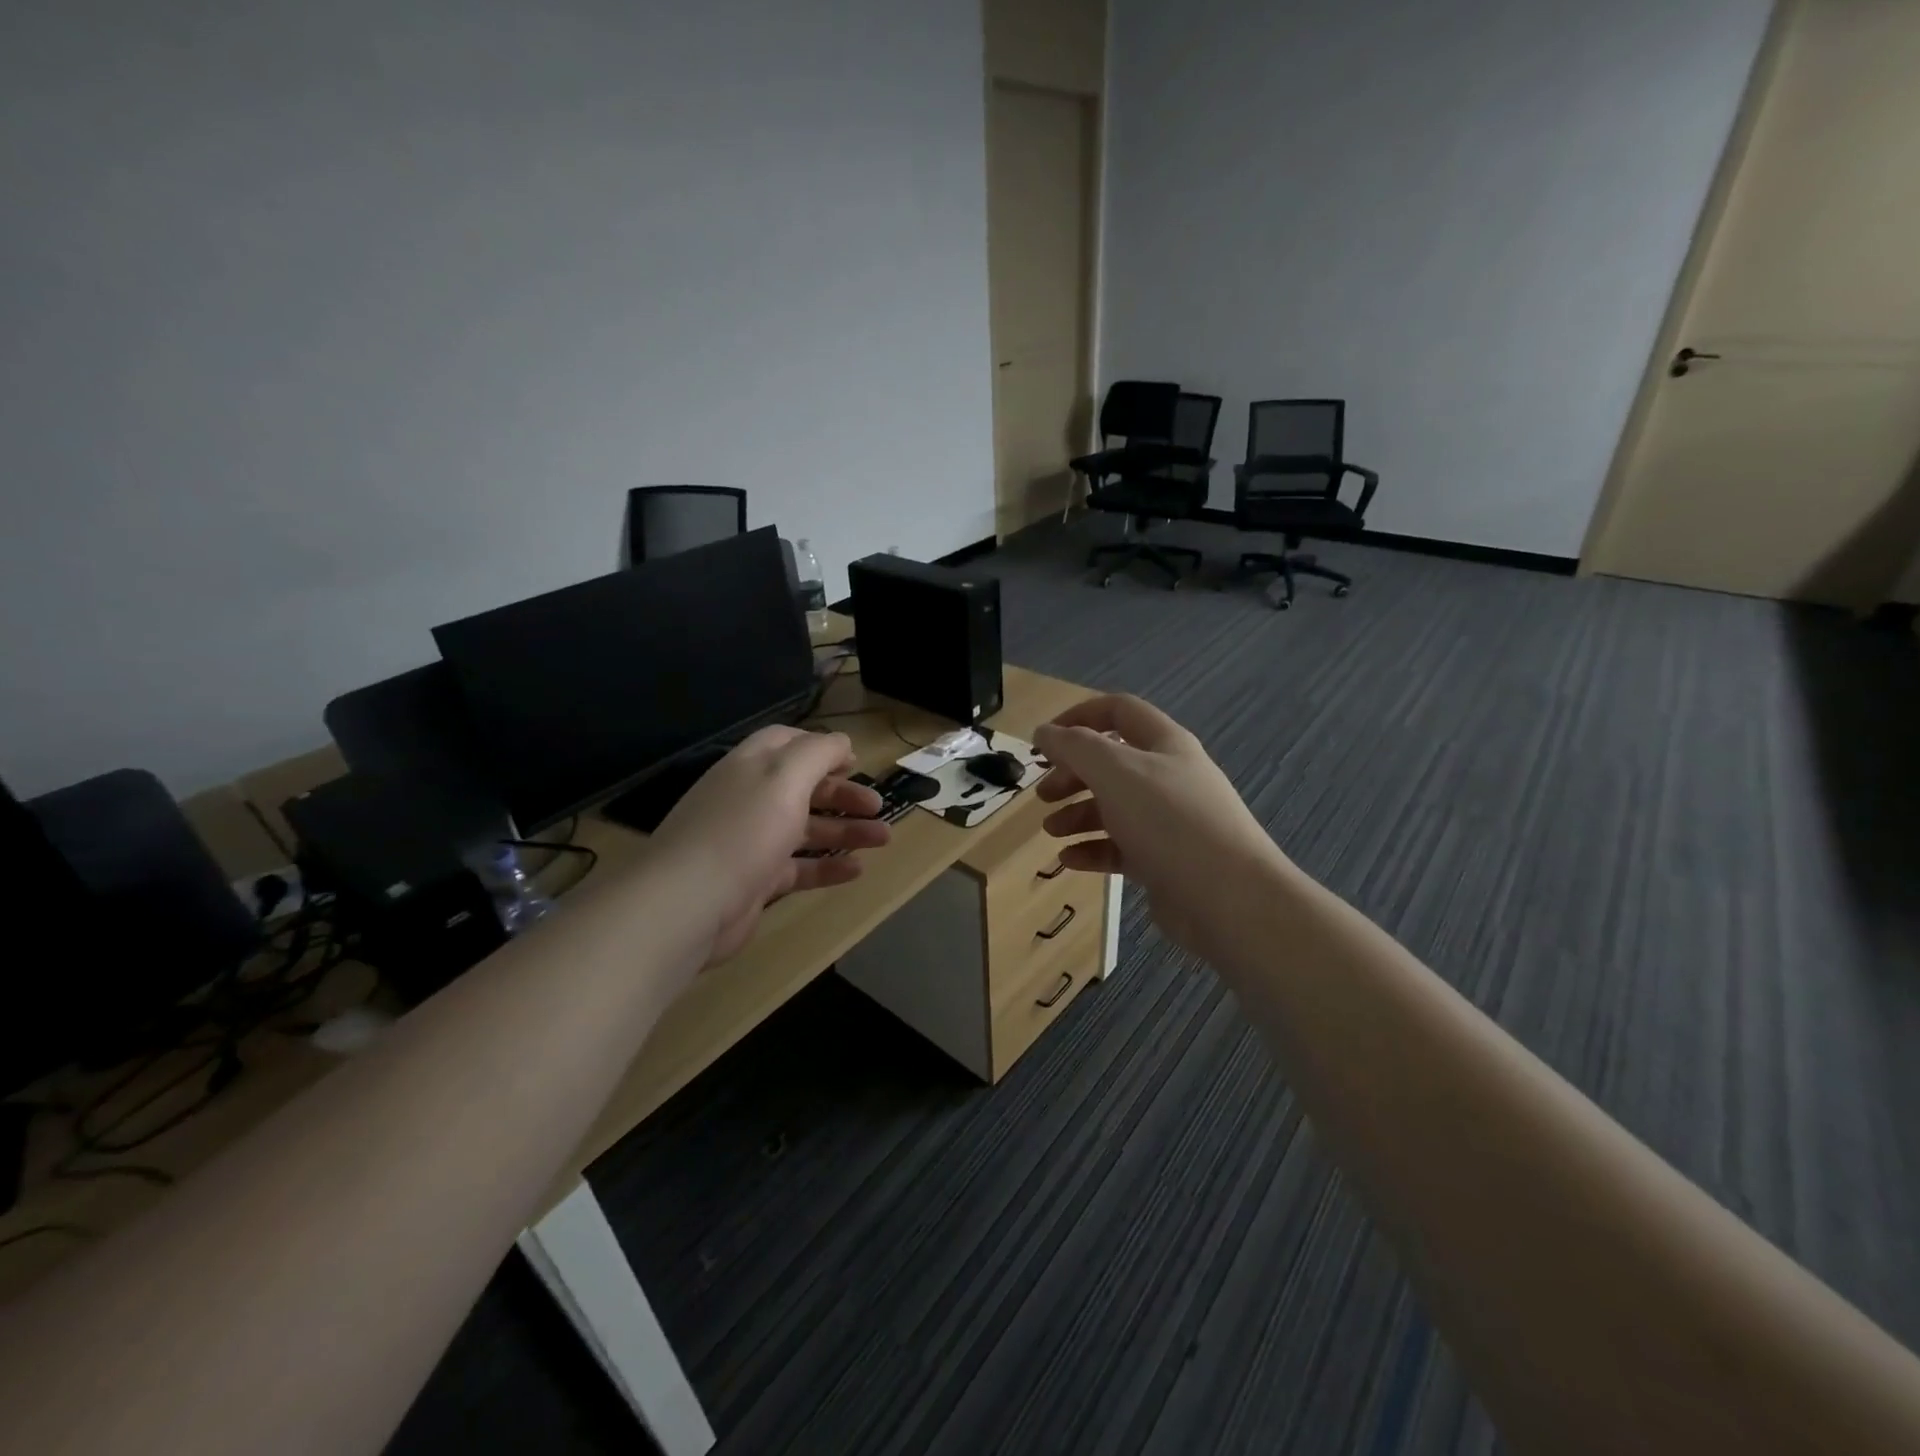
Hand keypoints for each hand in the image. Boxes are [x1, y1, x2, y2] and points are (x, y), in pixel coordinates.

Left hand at [647, 726, 890, 963]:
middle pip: (803, 788)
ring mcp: (751, 842)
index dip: (822, 748)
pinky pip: (799, 868)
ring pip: (806, 829)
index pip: (787, 744)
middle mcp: (749, 799)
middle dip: (843, 794)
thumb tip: (841, 742)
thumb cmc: (743, 830)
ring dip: (845, 830)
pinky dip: (828, 866)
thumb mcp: (785, 777)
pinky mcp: (755, 881)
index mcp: (751, 767)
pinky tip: (857, 870)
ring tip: (884, 839)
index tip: (855, 761)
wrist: (689, 903)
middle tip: (878, 806)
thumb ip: (817, 753)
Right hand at [1033, 694, 1287, 963]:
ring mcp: (1169, 821)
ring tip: (1051, 831)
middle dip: (1072, 774)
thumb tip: (1044, 731)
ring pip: (1114, 807)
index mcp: (1164, 744)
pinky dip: (1092, 849)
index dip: (1078, 717)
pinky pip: (1121, 847)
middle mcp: (1169, 777)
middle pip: (1111, 763)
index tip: (1044, 739)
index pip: (1118, 711)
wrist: (1229, 898)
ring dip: (1077, 814)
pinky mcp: (1165, 861)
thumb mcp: (1115, 772)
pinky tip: (1069, 861)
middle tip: (1043, 794)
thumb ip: (1074, 747)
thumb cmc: (1169, 821)